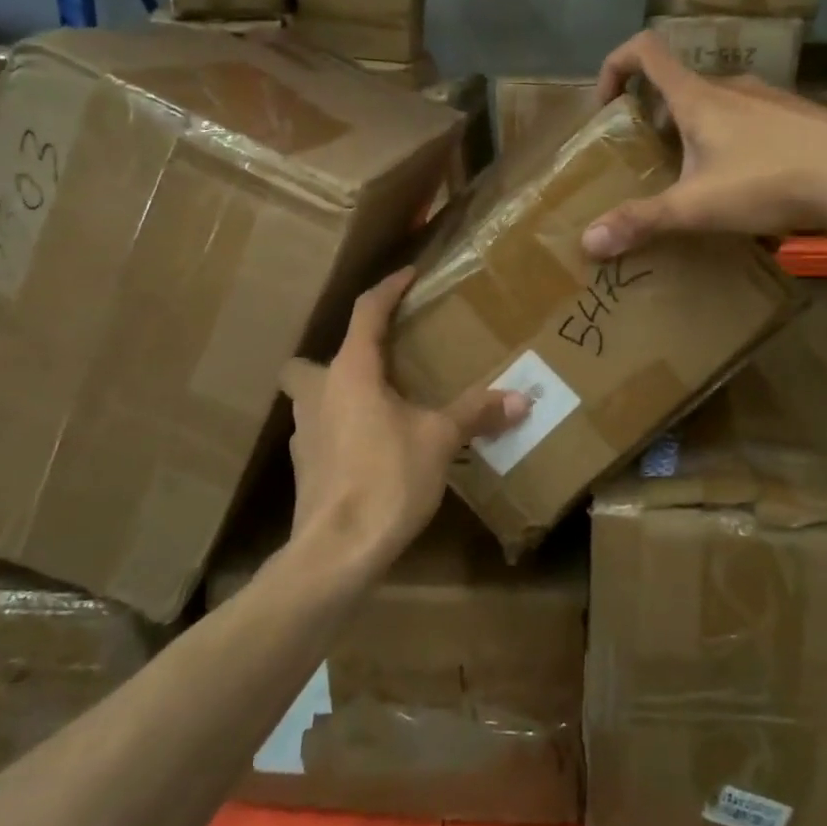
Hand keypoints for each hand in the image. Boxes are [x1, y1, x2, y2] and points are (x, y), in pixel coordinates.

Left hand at [279, 268, 527, 575]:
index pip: (365, 313)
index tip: (408, 274)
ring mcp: (303, 434)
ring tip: (379, 407)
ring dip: (337, 395)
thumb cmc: (387, 478)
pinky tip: (369, 449)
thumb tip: (523, 398)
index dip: (388, 289)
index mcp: (350, 372)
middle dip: (337, 356)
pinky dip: (340, 431)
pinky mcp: (303, 469)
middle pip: (310, 360)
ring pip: (311, 399)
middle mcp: (318, 394)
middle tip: (376, 363)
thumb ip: (477, 413)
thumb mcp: (439, 440)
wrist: (337, 551)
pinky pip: (319, 434)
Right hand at [581, 30, 826, 258]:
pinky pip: (752, 119)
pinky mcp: (800, 116)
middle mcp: (732, 86)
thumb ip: (643, 221)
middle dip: (655, 117)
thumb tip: (588, 241)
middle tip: (652, 160)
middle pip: (679, 85)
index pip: (645, 50)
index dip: (614, 66)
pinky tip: (750, 182)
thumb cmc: (770, 180)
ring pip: (718, 104)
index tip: (608, 105)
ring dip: (696, 130)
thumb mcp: (697, 206)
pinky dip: (734, 140)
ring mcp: (771, 98)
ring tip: (700, 177)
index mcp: (698, 97)